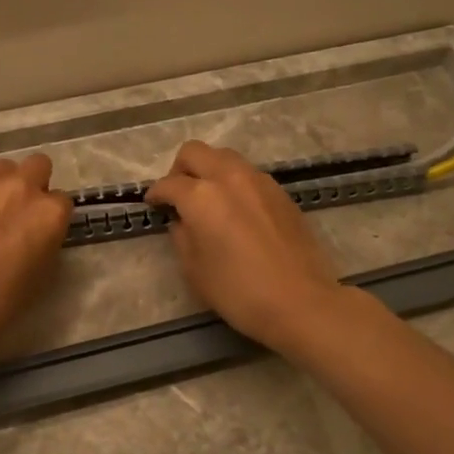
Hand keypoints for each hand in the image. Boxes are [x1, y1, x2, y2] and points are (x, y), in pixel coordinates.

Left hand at [0, 154, 72, 348]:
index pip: (63, 201)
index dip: (54, 219)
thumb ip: (45, 244)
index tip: (44, 234)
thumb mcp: (39, 279)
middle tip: (22, 214)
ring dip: (6, 184)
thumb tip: (38, 235)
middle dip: (35, 184)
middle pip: (38, 166)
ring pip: (4, 169)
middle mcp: (20, 188)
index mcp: (48, 214)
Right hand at [144, 140, 343, 350]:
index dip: (156, 194)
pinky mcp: (280, 192)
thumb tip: (182, 221)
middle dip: (180, 169)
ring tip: (209, 200)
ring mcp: (259, 181)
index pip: (169, 184)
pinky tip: (237, 211)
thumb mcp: (194, 270)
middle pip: (196, 152)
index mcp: (201, 196)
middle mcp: (229, 177)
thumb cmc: (238, 291)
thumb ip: (182, 237)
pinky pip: (248, 174)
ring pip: (225, 157)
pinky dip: (234, 183)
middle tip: (178, 195)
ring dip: (210, 171)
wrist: (300, 301)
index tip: (153, 205)